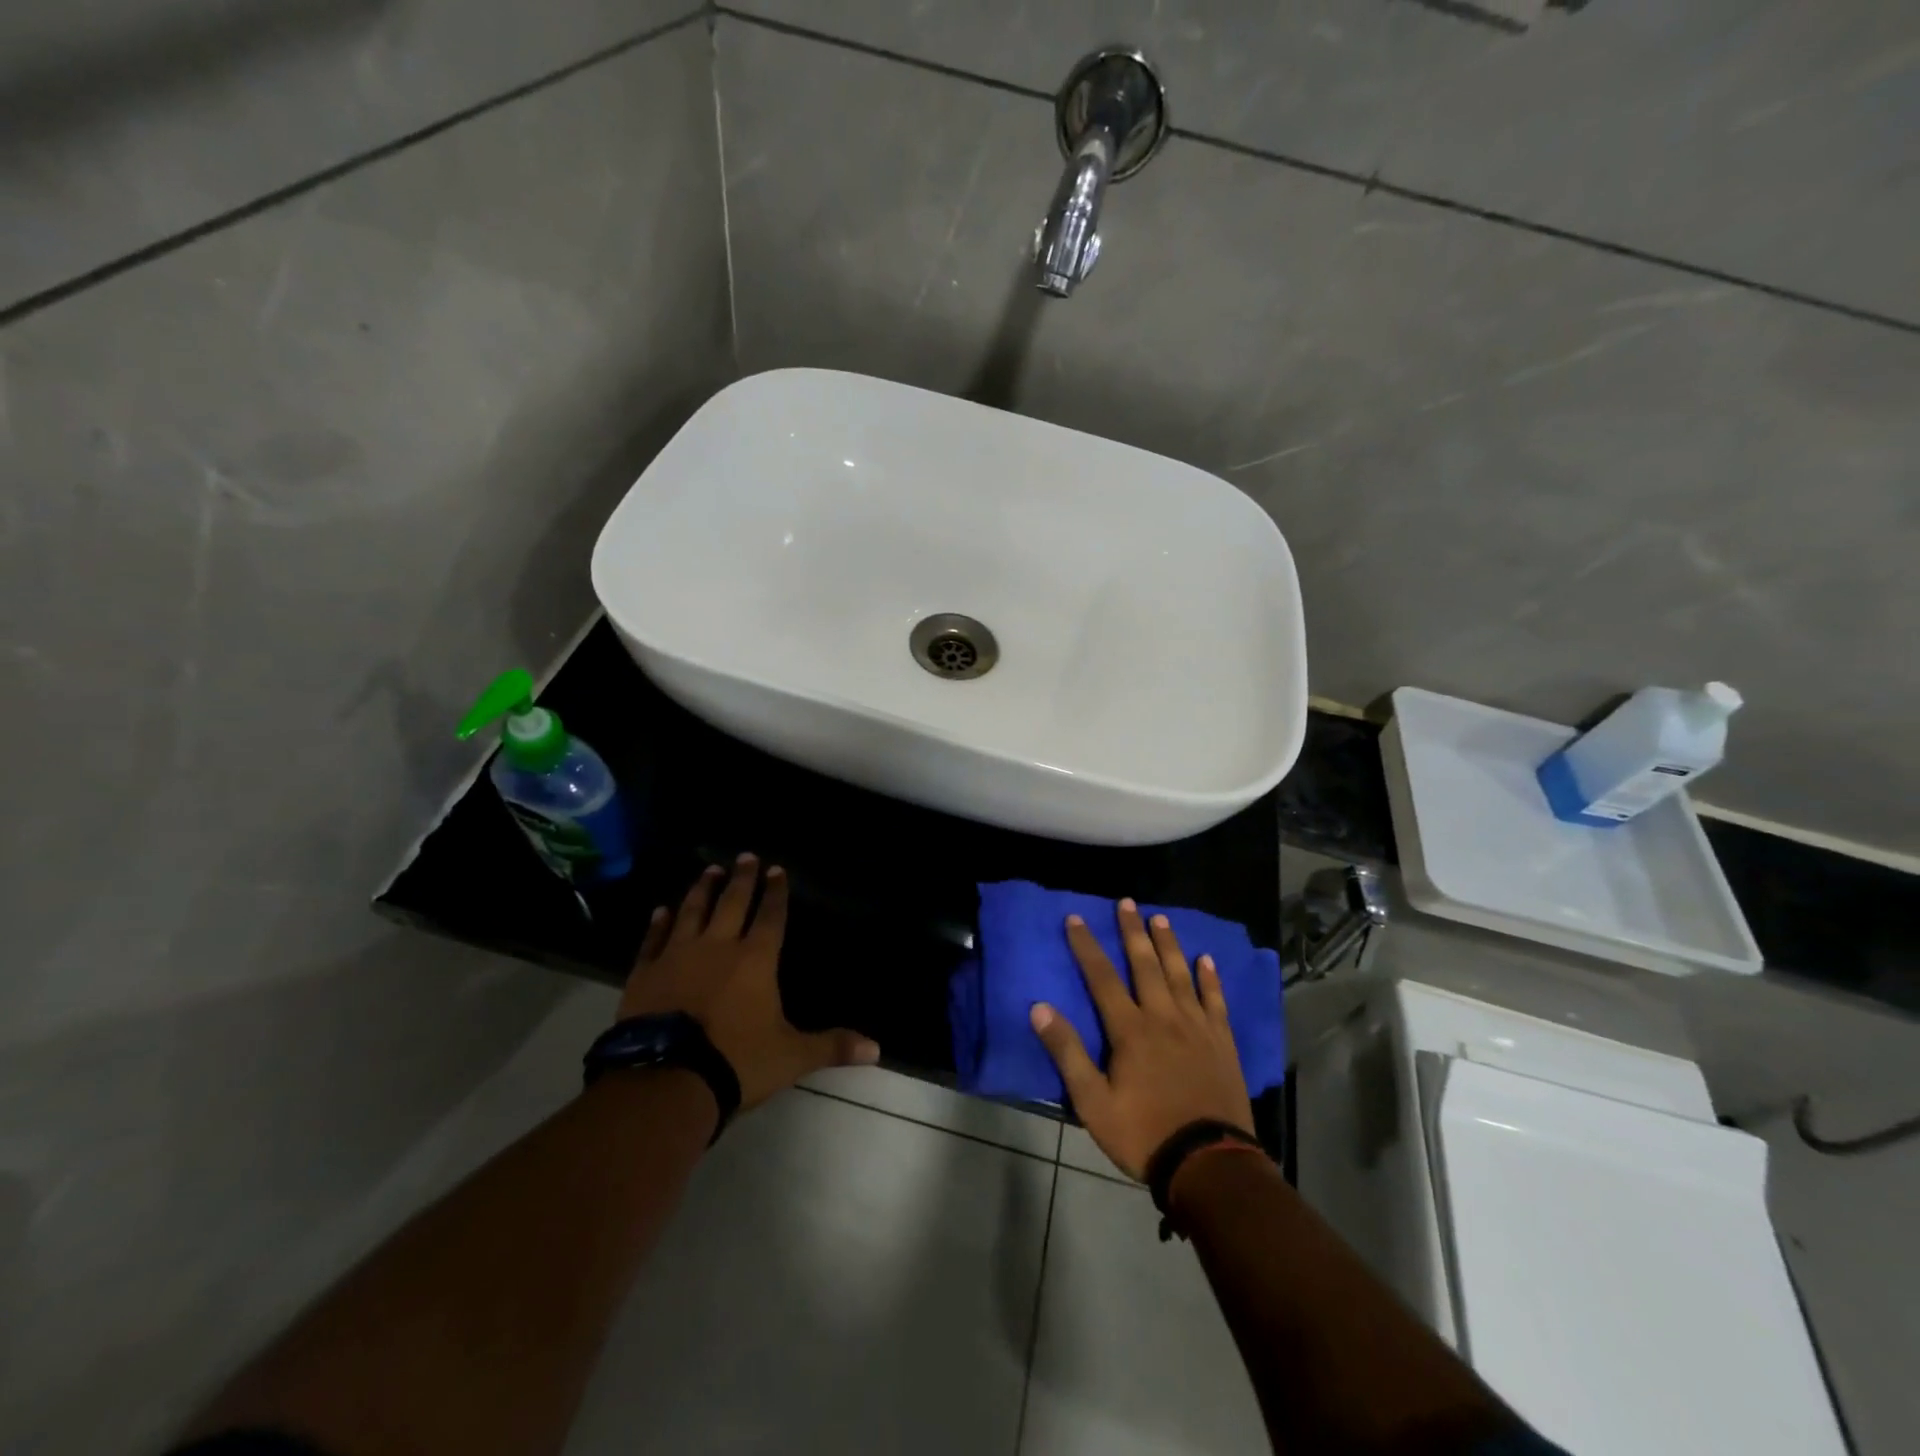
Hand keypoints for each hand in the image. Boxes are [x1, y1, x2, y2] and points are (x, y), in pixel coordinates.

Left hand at [619, 854, 880, 1110]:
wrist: (666, 1081)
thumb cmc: (736, 1062)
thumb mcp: (791, 1056)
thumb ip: (831, 1046)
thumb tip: (877, 1048)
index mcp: (756, 959)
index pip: (771, 916)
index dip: (776, 892)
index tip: (776, 869)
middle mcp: (718, 947)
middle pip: (732, 903)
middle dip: (741, 878)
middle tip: (745, 856)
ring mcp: (677, 956)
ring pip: (692, 912)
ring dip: (702, 890)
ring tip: (709, 870)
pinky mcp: (645, 974)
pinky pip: (654, 940)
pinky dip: (659, 924)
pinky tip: (661, 911)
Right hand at [1029, 898, 1252, 1179]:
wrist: (1209, 1163)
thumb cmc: (1144, 1133)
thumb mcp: (1093, 1102)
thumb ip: (1067, 1052)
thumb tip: (1040, 1008)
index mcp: (1130, 1030)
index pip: (1102, 977)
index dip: (1087, 946)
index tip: (1075, 918)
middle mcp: (1164, 1017)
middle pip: (1145, 965)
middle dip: (1132, 932)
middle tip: (1126, 902)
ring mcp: (1197, 1027)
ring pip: (1180, 974)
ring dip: (1169, 944)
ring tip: (1160, 918)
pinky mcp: (1222, 1042)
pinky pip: (1215, 1001)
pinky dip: (1210, 979)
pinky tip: (1207, 960)